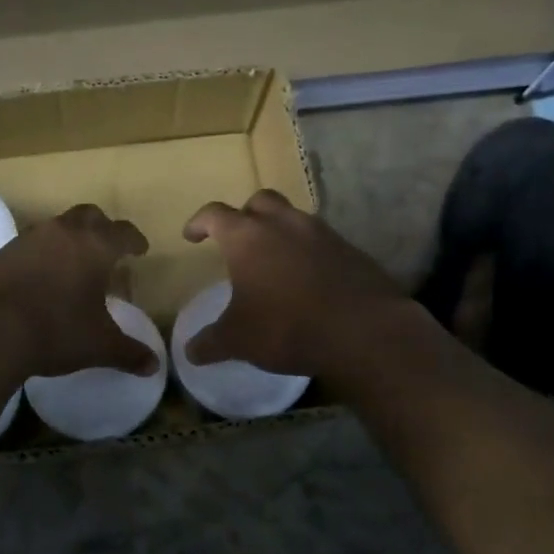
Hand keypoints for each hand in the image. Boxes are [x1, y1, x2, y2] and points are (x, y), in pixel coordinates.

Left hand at [0, 204, 156, 377]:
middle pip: (89, 216)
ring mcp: (28, 238)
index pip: (123, 233)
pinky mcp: (1, 252)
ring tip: (73, 265)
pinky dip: (42, 254)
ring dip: (69, 239)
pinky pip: (30, 245)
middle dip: (102, 228)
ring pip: (57, 227)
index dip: (134, 240)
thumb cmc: (55, 331)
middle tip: (108, 248)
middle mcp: (63, 233)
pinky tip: (40, 278)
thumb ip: (128, 352)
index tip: (140, 250)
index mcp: (94, 247)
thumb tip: (153, 366)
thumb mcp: (98, 346)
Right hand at [182, 189, 417, 379]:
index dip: (199, 222)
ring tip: (274, 261)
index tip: (192, 235)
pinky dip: (308, 251)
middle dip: (244, 214)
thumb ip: (211, 343)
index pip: (215, 214)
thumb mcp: (239, 340)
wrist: (364, 331)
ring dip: (280, 231)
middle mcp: (283, 224)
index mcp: (247, 237)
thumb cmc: (287, 327)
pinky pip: (321, 241)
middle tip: (238, 239)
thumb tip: (190, 352)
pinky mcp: (350, 250)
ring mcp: (321, 233)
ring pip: (293, 218)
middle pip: (259, 201)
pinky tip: (307, 279)